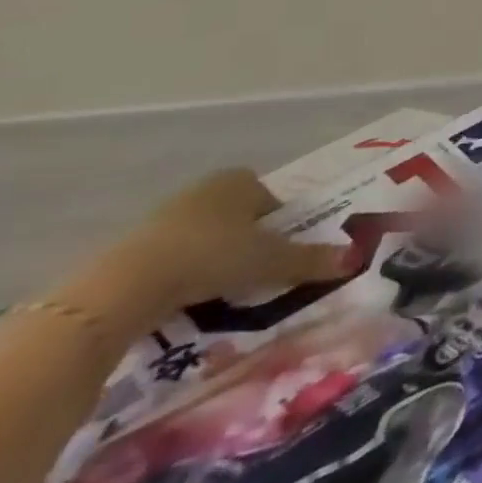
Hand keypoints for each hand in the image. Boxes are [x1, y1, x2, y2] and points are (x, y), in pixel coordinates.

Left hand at [74, 170, 350, 334]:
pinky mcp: (134, 247)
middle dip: (248, 245)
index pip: (272, 201)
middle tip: (256, 278)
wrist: (126, 287)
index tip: (281, 258)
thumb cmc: (212, 256)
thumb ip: (310, 260)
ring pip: (205, 239)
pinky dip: (183, 277)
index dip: (281, 228)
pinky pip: (173, 260)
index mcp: (241, 180)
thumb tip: (355, 259)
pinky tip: (186, 302)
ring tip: (221, 296)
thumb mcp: (270, 261)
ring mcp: (165, 216)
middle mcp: (205, 188)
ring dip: (214, 262)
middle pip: (239, 219)